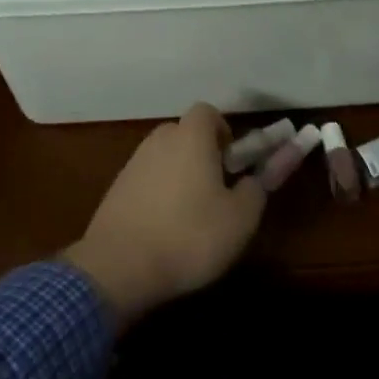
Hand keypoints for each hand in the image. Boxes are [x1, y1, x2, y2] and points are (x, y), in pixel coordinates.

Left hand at [65, 104, 264, 327]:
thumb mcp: (240, 217)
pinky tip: (164, 229)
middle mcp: (159, 141)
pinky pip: (146, 181)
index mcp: (191, 137)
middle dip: (202, 154)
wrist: (119, 267)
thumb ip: (258, 187)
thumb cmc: (190, 235)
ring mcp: (132, 165)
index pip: (207, 112)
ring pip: (164, 158)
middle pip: (184, 134)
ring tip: (191, 215)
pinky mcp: (115, 190)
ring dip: (179, 175)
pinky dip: (157, 195)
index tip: (233, 162)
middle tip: (217, 189)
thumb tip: (263, 172)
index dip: (224, 132)